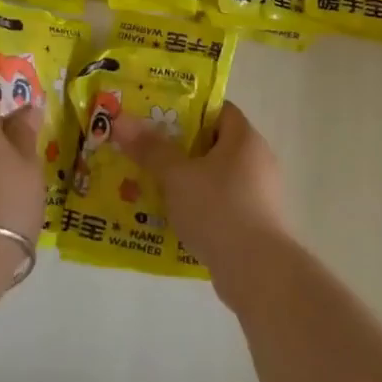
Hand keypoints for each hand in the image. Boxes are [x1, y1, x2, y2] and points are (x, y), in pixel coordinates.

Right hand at [111, 101, 289, 298]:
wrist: (258, 272)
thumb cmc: (219, 209)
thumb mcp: (177, 176)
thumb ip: (150, 149)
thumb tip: (121, 121)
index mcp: (245, 139)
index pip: (218, 109)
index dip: (188, 109)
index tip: (157, 117)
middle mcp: (258, 160)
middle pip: (214, 143)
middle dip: (181, 148)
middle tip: (147, 151)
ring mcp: (260, 195)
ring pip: (216, 177)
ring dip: (188, 181)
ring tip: (153, 186)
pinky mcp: (257, 224)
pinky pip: (222, 205)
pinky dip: (200, 207)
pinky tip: (174, 218)